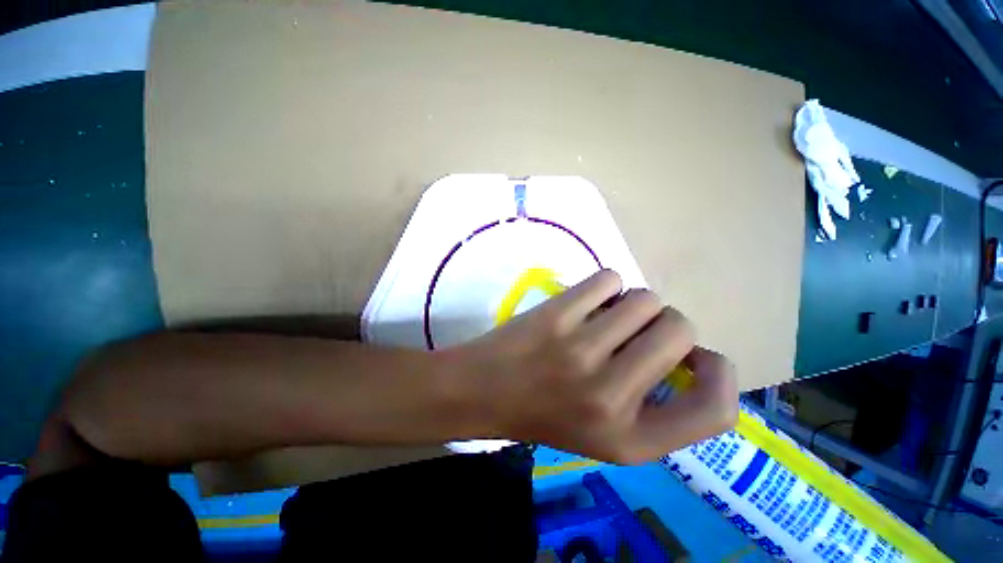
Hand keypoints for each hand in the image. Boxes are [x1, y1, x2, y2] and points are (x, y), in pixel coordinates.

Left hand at [453, 269, 737, 463]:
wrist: (482, 391)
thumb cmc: (543, 413)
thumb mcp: (606, 435)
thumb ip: (656, 406)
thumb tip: (690, 353)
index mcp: (630, 440)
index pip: (716, 411)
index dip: (723, 375)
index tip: (701, 359)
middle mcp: (610, 397)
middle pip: (679, 329)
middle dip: (664, 325)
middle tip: (634, 332)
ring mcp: (579, 350)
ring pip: (645, 299)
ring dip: (634, 303)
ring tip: (608, 316)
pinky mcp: (555, 316)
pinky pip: (608, 278)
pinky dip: (606, 285)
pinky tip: (587, 301)